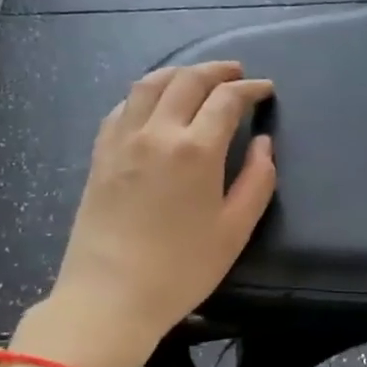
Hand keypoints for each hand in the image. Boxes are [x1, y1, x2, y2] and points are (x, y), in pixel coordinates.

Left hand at [22, 62, 275, 366]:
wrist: (110, 296)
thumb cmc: (182, 269)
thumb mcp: (235, 230)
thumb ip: (257, 181)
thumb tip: (264, 144)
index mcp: (196, 150)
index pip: (226, 100)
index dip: (250, 89)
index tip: (265, 89)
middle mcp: (156, 133)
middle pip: (187, 80)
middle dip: (216, 70)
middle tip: (236, 73)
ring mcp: (122, 140)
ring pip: (149, 85)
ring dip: (179, 72)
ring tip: (197, 77)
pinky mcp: (100, 155)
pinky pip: (122, 107)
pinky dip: (145, 94)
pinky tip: (153, 104)